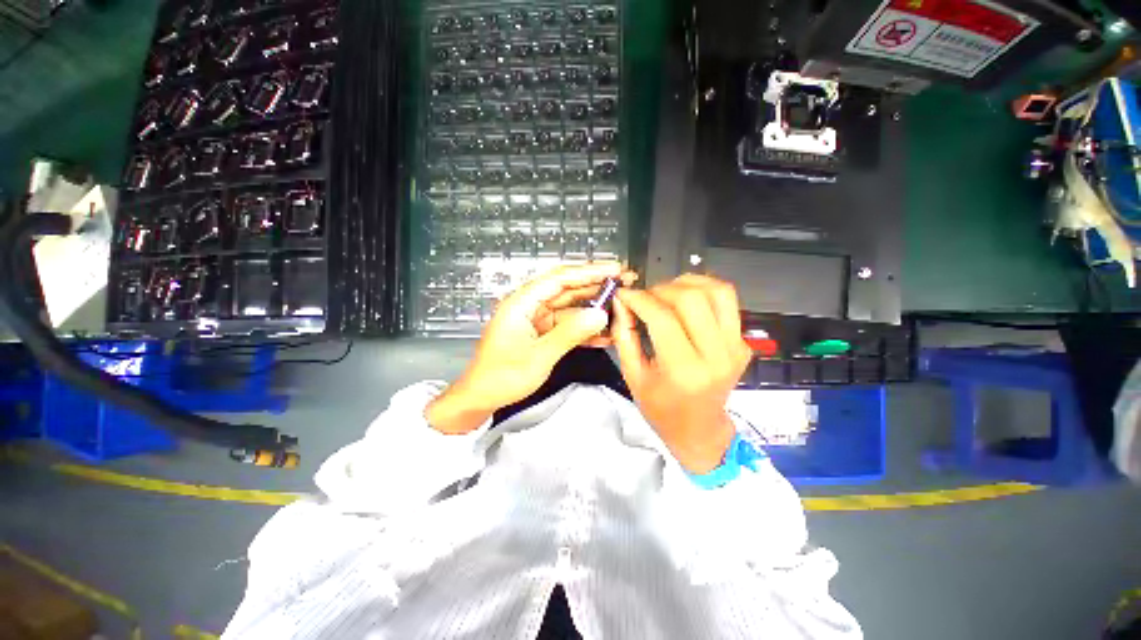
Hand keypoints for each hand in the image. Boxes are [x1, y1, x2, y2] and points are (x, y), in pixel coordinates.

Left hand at [427, 263, 635, 433]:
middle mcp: (529, 306)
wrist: (480, 398)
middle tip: (622, 283)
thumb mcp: (539, 356)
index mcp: (522, 303)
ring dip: (592, 309)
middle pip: (566, 289)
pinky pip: (565, 325)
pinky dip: (582, 329)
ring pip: (569, 308)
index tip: (613, 270)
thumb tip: (600, 316)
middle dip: (595, 286)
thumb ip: (570, 334)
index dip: (588, 272)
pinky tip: (603, 333)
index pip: (559, 278)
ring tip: (619, 307)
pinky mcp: (540, 333)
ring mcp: (535, 320)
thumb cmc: (502, 377)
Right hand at [611, 274, 752, 472]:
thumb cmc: (661, 409)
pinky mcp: (742, 342)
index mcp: (684, 371)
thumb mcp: (633, 376)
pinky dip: (704, 291)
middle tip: (644, 297)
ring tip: (665, 293)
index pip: (663, 318)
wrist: (700, 429)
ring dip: (686, 283)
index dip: (639, 299)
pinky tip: (685, 299)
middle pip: (692, 298)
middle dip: (661, 289)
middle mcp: (716, 356)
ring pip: (718, 291)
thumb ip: (624, 335)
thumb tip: (621, 302)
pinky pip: (727, 302)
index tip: (624, 294)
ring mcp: (735, 347)